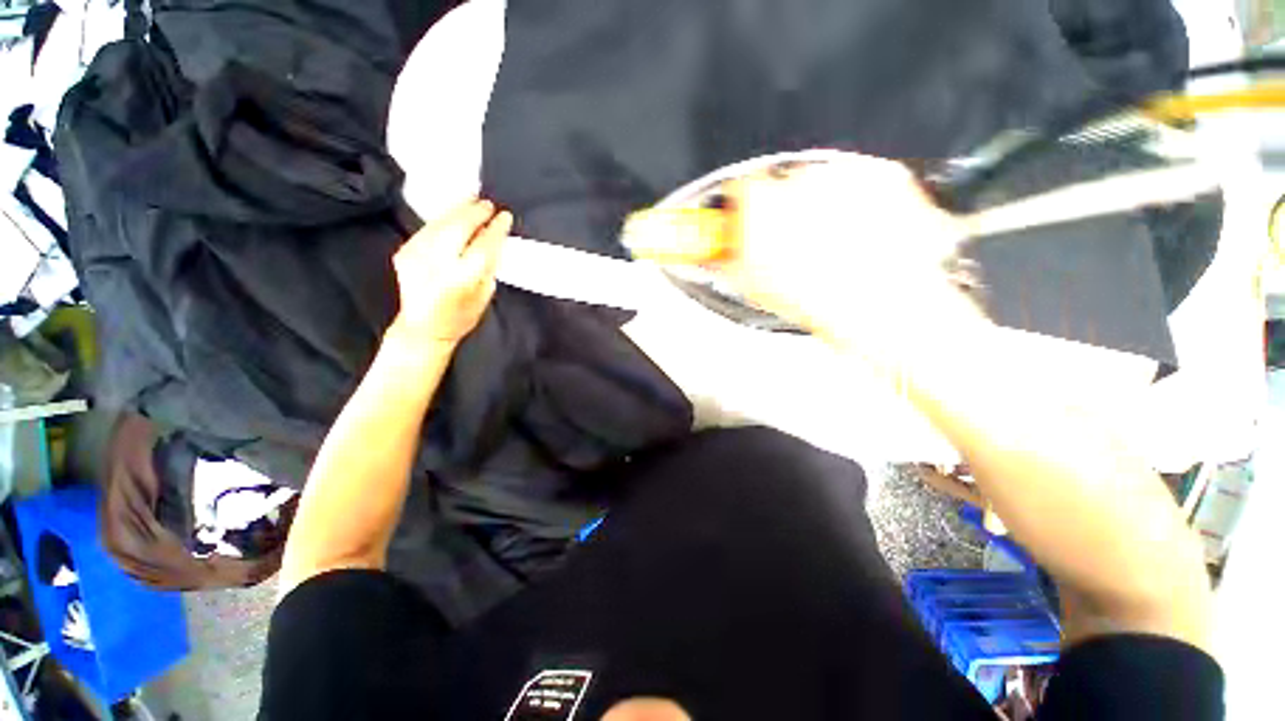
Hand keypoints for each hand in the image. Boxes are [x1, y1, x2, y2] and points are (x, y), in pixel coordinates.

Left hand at [390, 199, 511, 345]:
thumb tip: (493, 241)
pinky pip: (427, 229)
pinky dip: (441, 220)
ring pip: (440, 223)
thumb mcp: (484, 294)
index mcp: (462, 277)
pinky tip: (451, 217)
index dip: (495, 228)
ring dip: (457, 211)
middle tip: (487, 203)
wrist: (423, 327)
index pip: (484, 244)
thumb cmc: (461, 316)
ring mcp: (417, 255)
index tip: (505, 217)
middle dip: (474, 212)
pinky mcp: (404, 252)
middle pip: (458, 226)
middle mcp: (438, 263)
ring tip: (471, 201)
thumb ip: (489, 266)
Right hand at [713, 156, 984, 348]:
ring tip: (829, 248)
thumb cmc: (818, 299)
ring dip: (819, 206)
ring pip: (820, 183)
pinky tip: (856, 238)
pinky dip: (857, 204)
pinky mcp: (881, 174)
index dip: (742, 208)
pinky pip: (858, 184)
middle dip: (782, 209)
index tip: (749, 220)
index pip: (739, 188)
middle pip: (780, 184)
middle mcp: (798, 178)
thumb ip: (726, 260)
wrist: (881, 307)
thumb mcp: (750, 286)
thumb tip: (717, 251)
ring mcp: (843, 173)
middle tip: (792, 244)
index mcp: (760, 202)